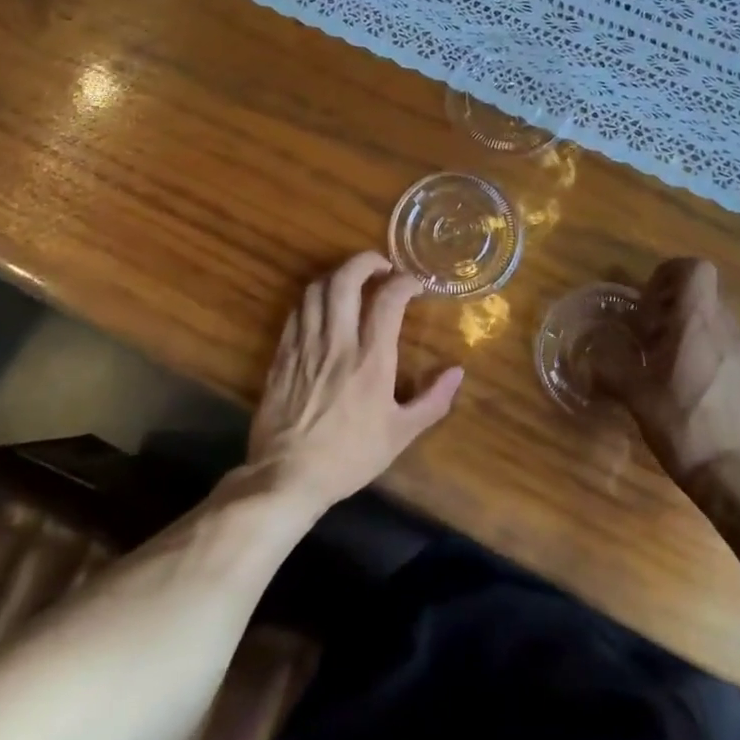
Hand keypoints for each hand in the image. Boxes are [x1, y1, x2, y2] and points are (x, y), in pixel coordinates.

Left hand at [248, 251, 462, 509]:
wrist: (286, 478)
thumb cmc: (349, 456)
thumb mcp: (400, 435)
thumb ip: (433, 400)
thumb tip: (458, 372)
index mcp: (371, 359)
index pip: (388, 299)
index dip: (404, 281)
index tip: (415, 284)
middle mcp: (337, 343)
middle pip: (345, 280)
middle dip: (365, 261)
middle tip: (382, 266)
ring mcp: (304, 346)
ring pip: (316, 290)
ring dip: (338, 276)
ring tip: (353, 282)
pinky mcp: (281, 356)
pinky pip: (296, 312)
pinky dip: (313, 299)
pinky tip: (324, 308)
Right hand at [613, 259, 739, 490]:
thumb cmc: (685, 427)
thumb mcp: (637, 398)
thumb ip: (611, 370)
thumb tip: (588, 358)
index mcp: (696, 323)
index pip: (695, 268)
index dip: (670, 274)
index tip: (649, 303)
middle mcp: (726, 329)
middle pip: (702, 295)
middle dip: (673, 308)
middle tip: (649, 338)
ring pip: (715, 323)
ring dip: (690, 333)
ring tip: (668, 368)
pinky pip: (728, 351)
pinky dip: (708, 358)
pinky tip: (694, 394)